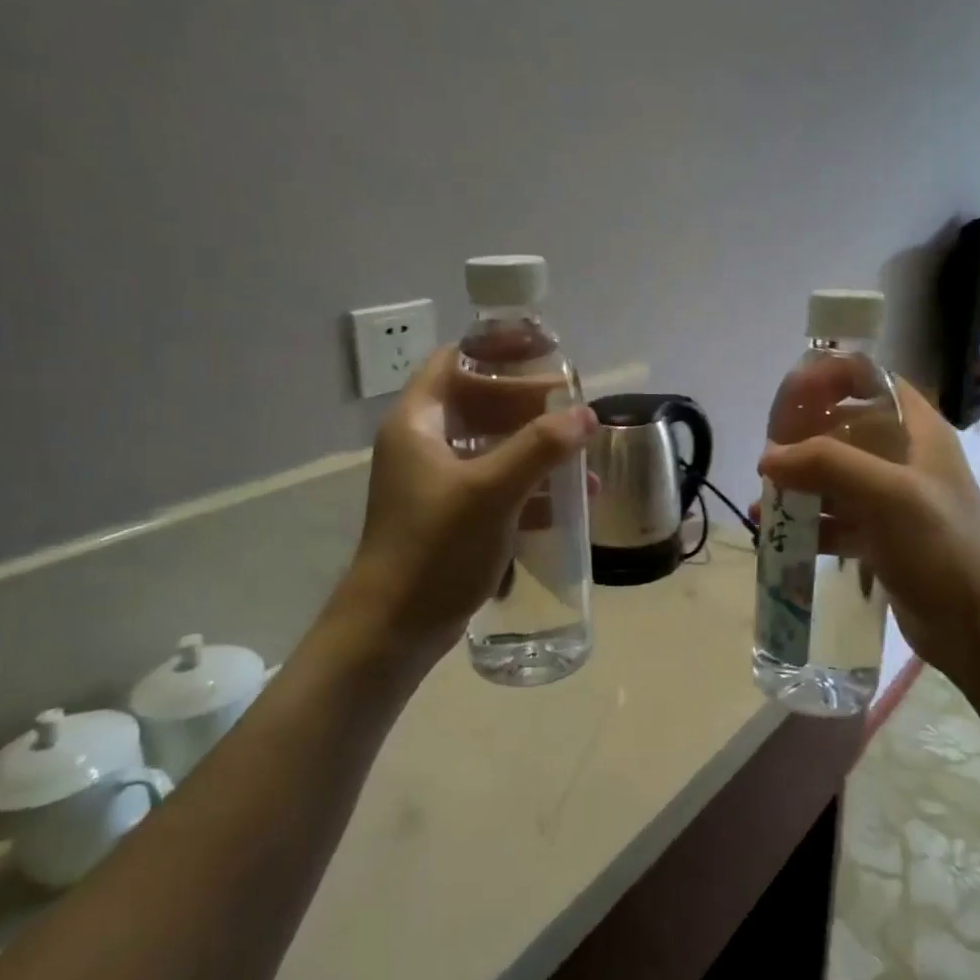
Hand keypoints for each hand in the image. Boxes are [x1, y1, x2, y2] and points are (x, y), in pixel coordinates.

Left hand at [331, 346, 595, 664]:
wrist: (393, 629)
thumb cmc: (435, 548)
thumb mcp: (491, 491)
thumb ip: (540, 447)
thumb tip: (586, 414)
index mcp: (419, 422)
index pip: (455, 361)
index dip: (497, 349)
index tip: (543, 351)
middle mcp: (424, 443)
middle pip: (479, 402)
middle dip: (528, 402)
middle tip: (573, 405)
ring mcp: (436, 482)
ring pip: (492, 445)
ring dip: (535, 445)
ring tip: (580, 452)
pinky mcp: (451, 515)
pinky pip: (495, 483)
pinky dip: (529, 483)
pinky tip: (569, 498)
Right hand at [757, 380, 979, 681]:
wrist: (978, 629)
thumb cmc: (941, 548)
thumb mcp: (887, 495)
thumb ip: (827, 465)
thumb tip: (768, 457)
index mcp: (918, 431)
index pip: (871, 380)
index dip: (831, 378)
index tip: (790, 396)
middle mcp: (905, 457)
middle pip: (844, 427)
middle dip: (803, 438)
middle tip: (769, 457)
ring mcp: (892, 499)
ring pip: (835, 475)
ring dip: (799, 484)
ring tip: (764, 502)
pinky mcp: (881, 536)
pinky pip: (835, 517)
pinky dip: (807, 522)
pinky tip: (776, 535)